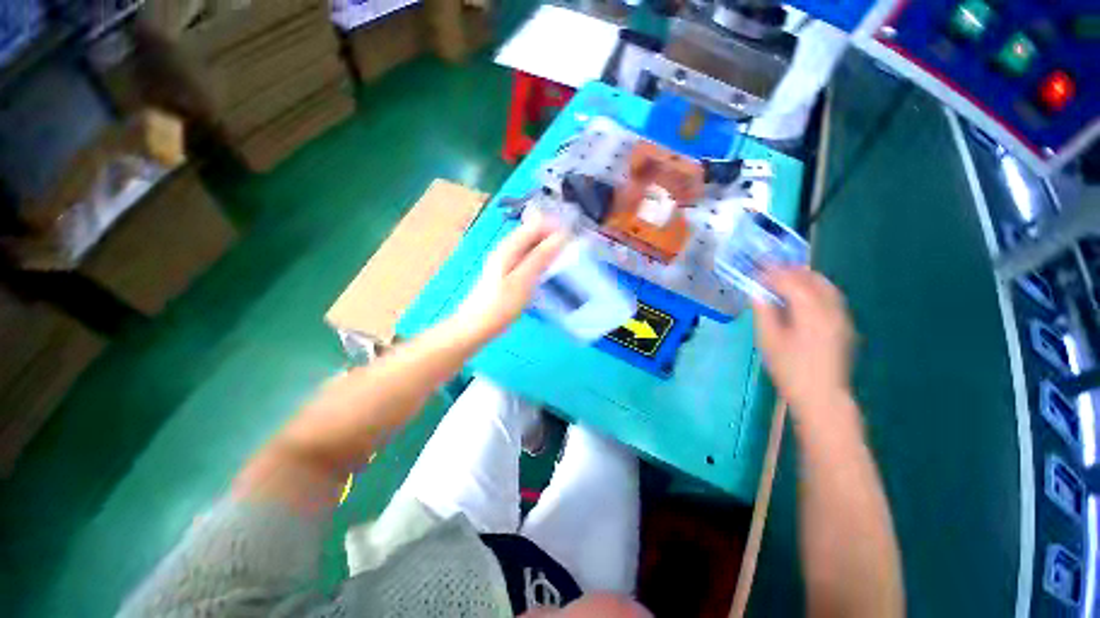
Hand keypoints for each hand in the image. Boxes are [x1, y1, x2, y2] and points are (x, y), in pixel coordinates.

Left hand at [455, 214, 567, 338]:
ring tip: (567, 256)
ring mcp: (506, 260)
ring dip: (549, 247)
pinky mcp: (508, 272)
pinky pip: (529, 257)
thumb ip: (541, 257)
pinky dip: (541, 259)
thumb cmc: (501, 304)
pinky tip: (550, 269)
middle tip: (574, 246)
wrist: (477, 325)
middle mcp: (507, 248)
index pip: (536, 224)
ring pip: (532, 245)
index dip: (556, 225)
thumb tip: (561, 236)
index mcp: (509, 247)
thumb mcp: (523, 280)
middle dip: (553, 235)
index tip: (575, 235)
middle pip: (533, 232)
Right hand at [751, 267, 854, 413]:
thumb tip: (756, 293)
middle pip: (813, 279)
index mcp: (811, 312)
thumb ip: (763, 312)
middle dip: (790, 271)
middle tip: (770, 270)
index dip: (773, 273)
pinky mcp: (845, 326)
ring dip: (805, 278)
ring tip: (785, 278)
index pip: (791, 282)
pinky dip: (816, 289)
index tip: (757, 270)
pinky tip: (803, 296)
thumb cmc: (790, 369)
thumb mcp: (769, 341)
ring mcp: (842, 317)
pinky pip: (831, 297)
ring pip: (825, 286)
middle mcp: (831, 310)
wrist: (822, 396)